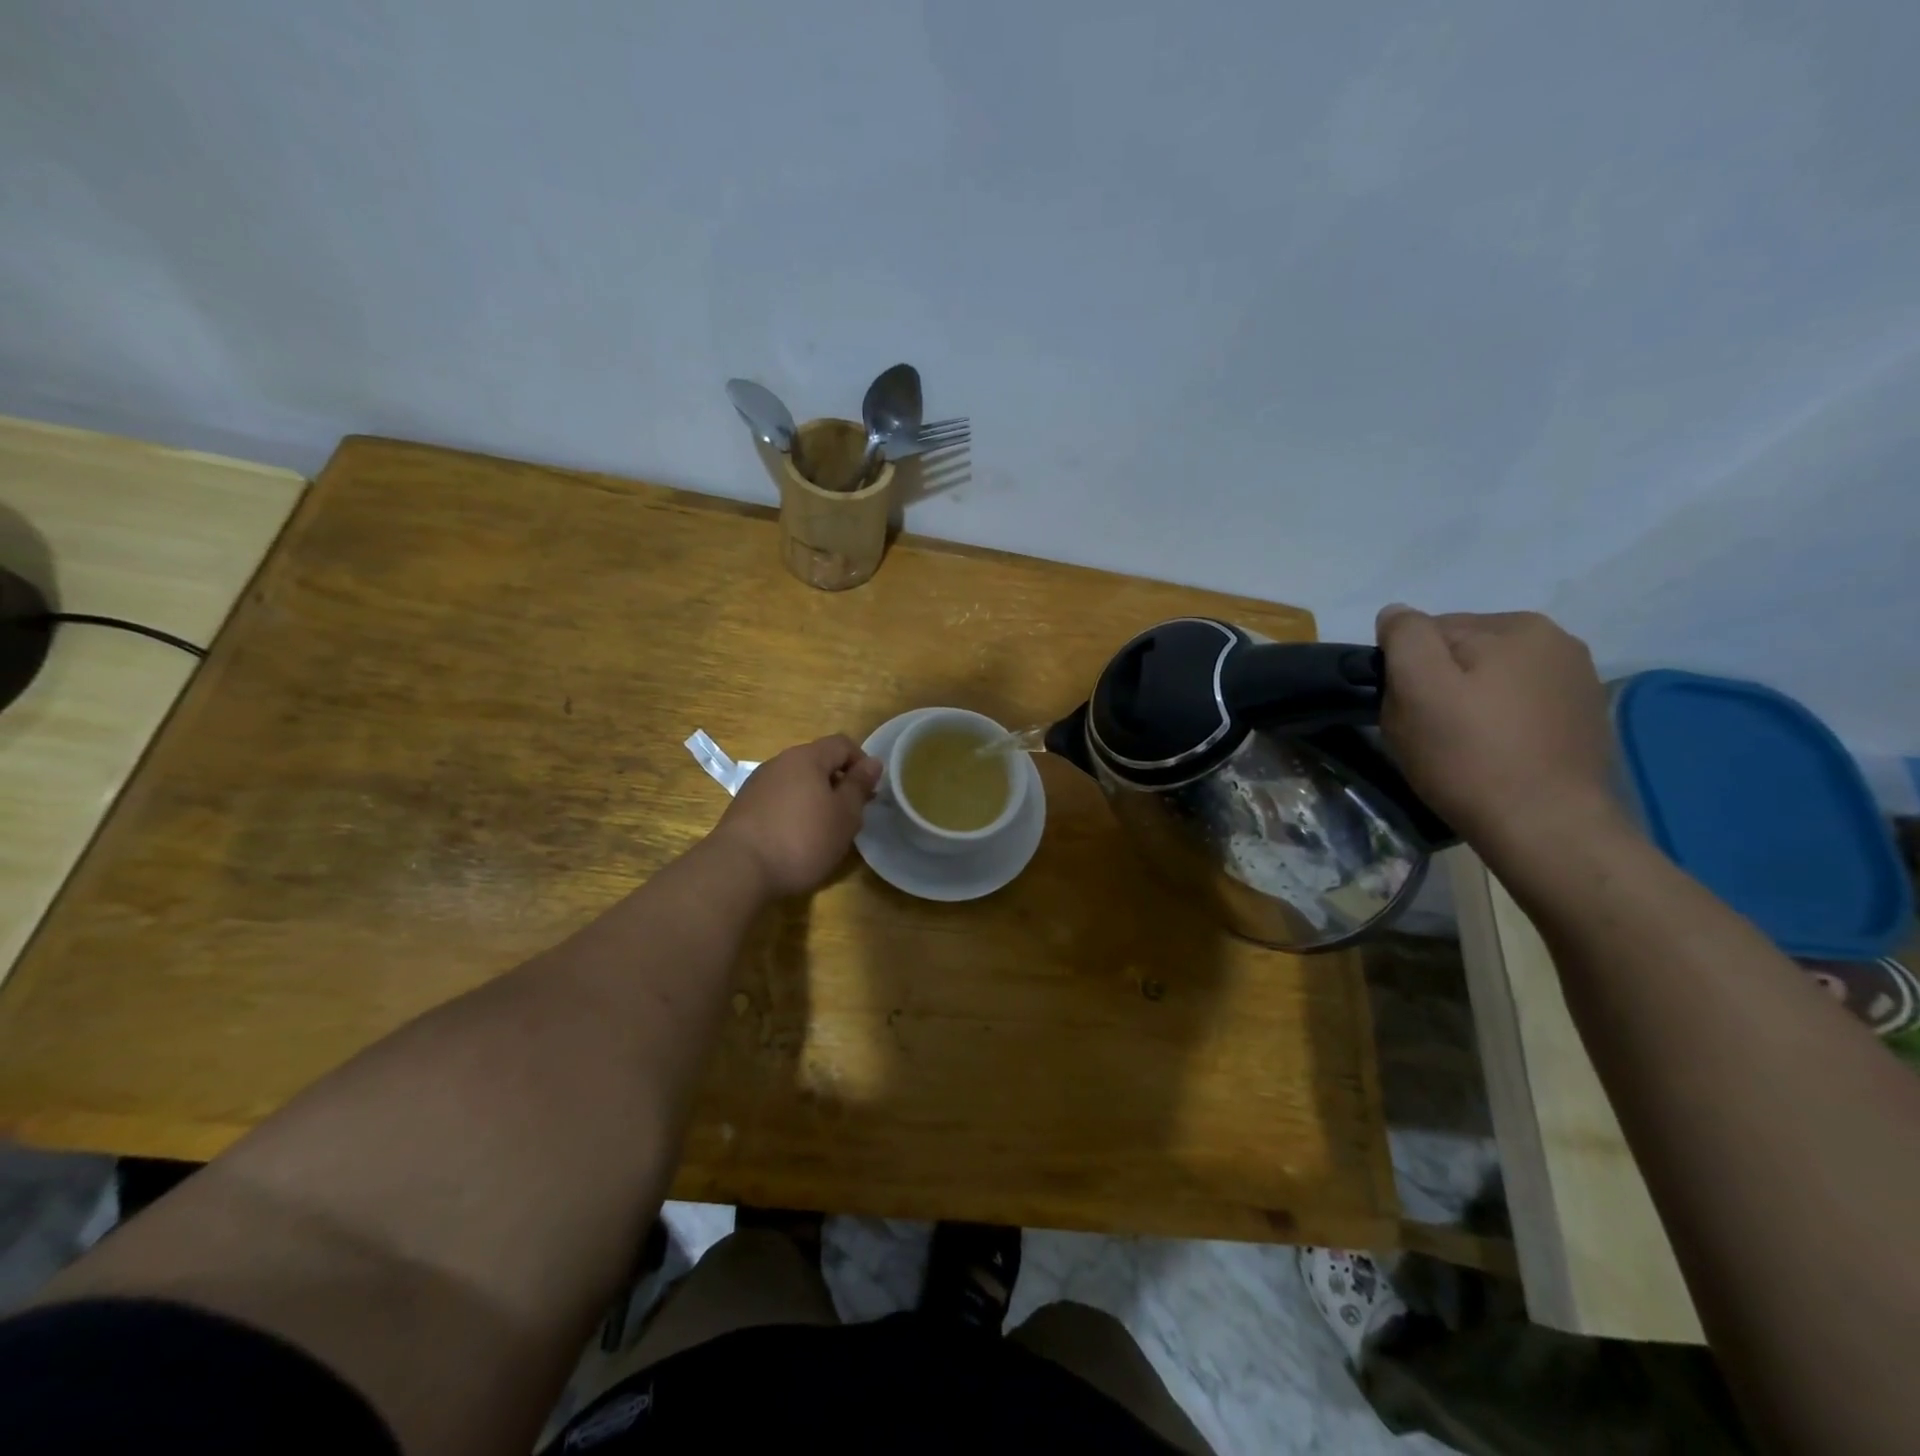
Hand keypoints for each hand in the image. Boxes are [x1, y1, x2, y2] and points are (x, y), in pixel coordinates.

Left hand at [710, 734, 882, 896]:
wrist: (738, 869)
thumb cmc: (802, 839)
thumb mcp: (844, 815)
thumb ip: (859, 786)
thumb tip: (873, 762)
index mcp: (807, 757)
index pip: (842, 744)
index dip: (861, 763)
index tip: (869, 792)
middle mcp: (780, 762)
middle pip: (817, 762)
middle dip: (838, 783)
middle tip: (849, 815)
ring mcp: (758, 784)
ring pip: (797, 782)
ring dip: (815, 798)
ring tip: (823, 830)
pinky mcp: (743, 807)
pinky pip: (778, 799)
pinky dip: (793, 811)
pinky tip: (795, 839)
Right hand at [1375, 606, 1625, 851]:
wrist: (1547, 829)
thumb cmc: (1469, 756)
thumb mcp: (1417, 688)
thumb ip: (1404, 637)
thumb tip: (1396, 614)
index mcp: (1517, 626)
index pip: (1430, 631)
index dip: (1405, 670)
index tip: (1405, 710)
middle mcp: (1557, 641)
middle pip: (1463, 653)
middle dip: (1437, 683)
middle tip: (1427, 732)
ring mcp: (1576, 681)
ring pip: (1490, 679)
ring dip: (1467, 703)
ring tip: (1460, 747)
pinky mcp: (1582, 719)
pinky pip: (1518, 705)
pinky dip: (1498, 722)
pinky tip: (1494, 754)